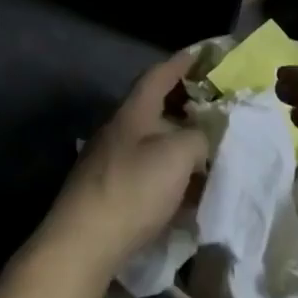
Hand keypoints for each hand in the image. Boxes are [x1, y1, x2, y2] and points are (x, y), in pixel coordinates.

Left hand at [34, 50, 208, 286]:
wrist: (84, 243)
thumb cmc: (133, 189)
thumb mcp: (178, 155)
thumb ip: (198, 138)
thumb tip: (201, 139)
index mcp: (132, 113)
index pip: (157, 76)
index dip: (180, 63)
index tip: (201, 54)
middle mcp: (118, 131)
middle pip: (154, 109)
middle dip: (183, 106)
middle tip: (213, 108)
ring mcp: (110, 162)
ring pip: (151, 143)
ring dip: (178, 143)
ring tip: (207, 151)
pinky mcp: (109, 192)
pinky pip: (146, 172)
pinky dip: (168, 174)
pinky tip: (185, 191)